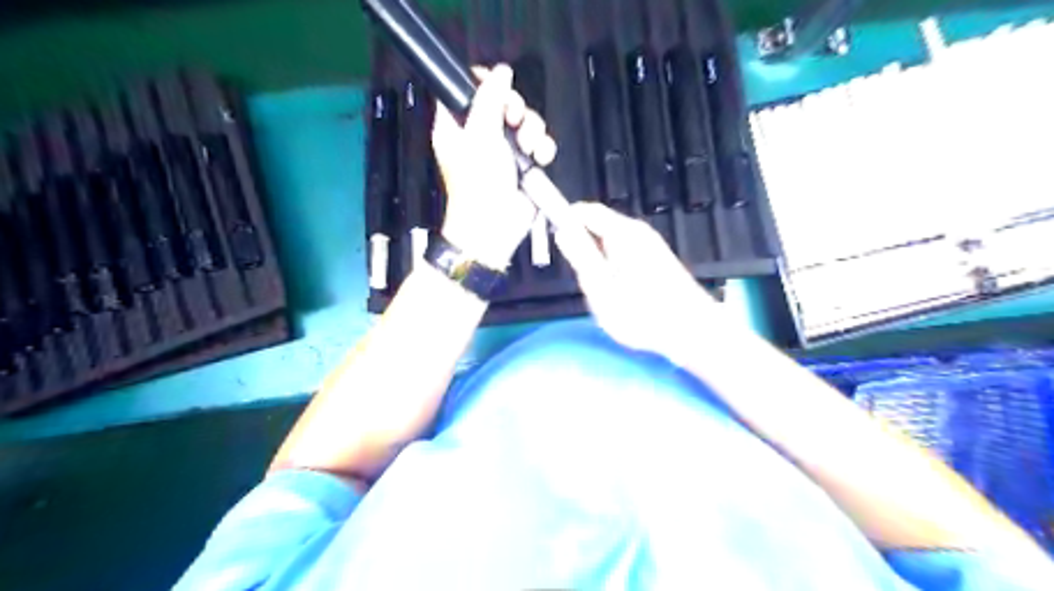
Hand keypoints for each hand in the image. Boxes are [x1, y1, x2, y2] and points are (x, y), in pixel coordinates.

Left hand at [430, 62, 554, 266]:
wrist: (496, 227)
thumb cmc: (478, 183)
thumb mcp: (479, 136)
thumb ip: (490, 100)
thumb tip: (501, 71)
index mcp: (458, 126)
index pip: (466, 91)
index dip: (482, 82)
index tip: (497, 86)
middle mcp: (480, 135)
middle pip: (502, 102)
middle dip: (515, 109)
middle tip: (514, 120)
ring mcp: (504, 150)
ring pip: (525, 122)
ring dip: (532, 131)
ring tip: (528, 148)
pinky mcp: (524, 165)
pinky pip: (538, 143)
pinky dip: (543, 148)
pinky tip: (540, 158)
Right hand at [555, 204, 721, 357]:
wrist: (692, 330)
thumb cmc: (642, 313)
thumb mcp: (601, 288)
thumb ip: (581, 256)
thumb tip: (564, 232)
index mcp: (622, 233)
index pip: (586, 210)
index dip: (565, 218)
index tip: (553, 238)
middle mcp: (638, 231)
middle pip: (599, 225)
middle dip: (582, 244)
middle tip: (579, 276)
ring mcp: (650, 244)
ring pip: (611, 241)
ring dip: (598, 258)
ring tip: (600, 289)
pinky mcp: (657, 258)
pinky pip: (625, 251)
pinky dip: (613, 264)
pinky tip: (619, 291)